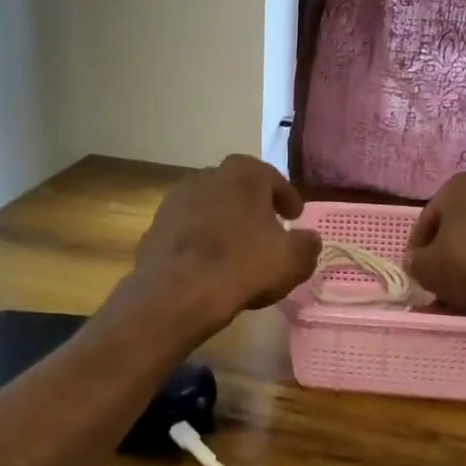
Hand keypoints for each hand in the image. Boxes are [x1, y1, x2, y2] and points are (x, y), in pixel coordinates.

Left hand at [131, 155, 321, 332]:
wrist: (176, 292)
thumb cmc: (243, 266)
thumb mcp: (293, 260)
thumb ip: (307, 245)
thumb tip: (309, 239)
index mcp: (245, 174)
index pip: (273, 178)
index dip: (287, 198)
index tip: (295, 216)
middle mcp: (209, 175)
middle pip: (239, 187)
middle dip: (254, 204)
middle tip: (267, 227)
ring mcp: (178, 197)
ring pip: (211, 204)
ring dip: (225, 219)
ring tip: (237, 246)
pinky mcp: (157, 223)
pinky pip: (189, 226)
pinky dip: (201, 237)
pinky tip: (209, 261)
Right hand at [406, 172, 465, 312]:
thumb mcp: (427, 267)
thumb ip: (415, 263)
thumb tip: (415, 261)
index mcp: (457, 188)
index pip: (426, 220)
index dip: (417, 248)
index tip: (415, 270)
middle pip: (455, 230)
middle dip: (444, 258)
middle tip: (435, 284)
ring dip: (465, 268)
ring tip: (456, 298)